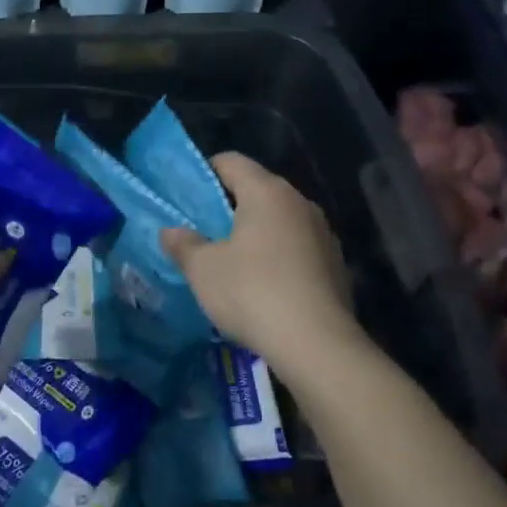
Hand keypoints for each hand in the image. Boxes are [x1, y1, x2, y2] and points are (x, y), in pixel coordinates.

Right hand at [161, 153, 357, 365]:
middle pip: (258, 189)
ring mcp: (323, 233)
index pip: (231, 161)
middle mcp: (300, 203)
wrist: (317, 345)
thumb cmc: (252, 293)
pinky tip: (263, 285)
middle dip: (229, 205)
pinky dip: (277, 256)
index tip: (186, 195)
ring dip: (255, 232)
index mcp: (267, 192)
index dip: (205, 172)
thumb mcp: (203, 269)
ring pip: (279, 220)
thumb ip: (183, 244)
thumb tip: (170, 231)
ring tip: (231, 260)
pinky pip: (297, 247)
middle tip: (202, 230)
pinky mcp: (335, 264)